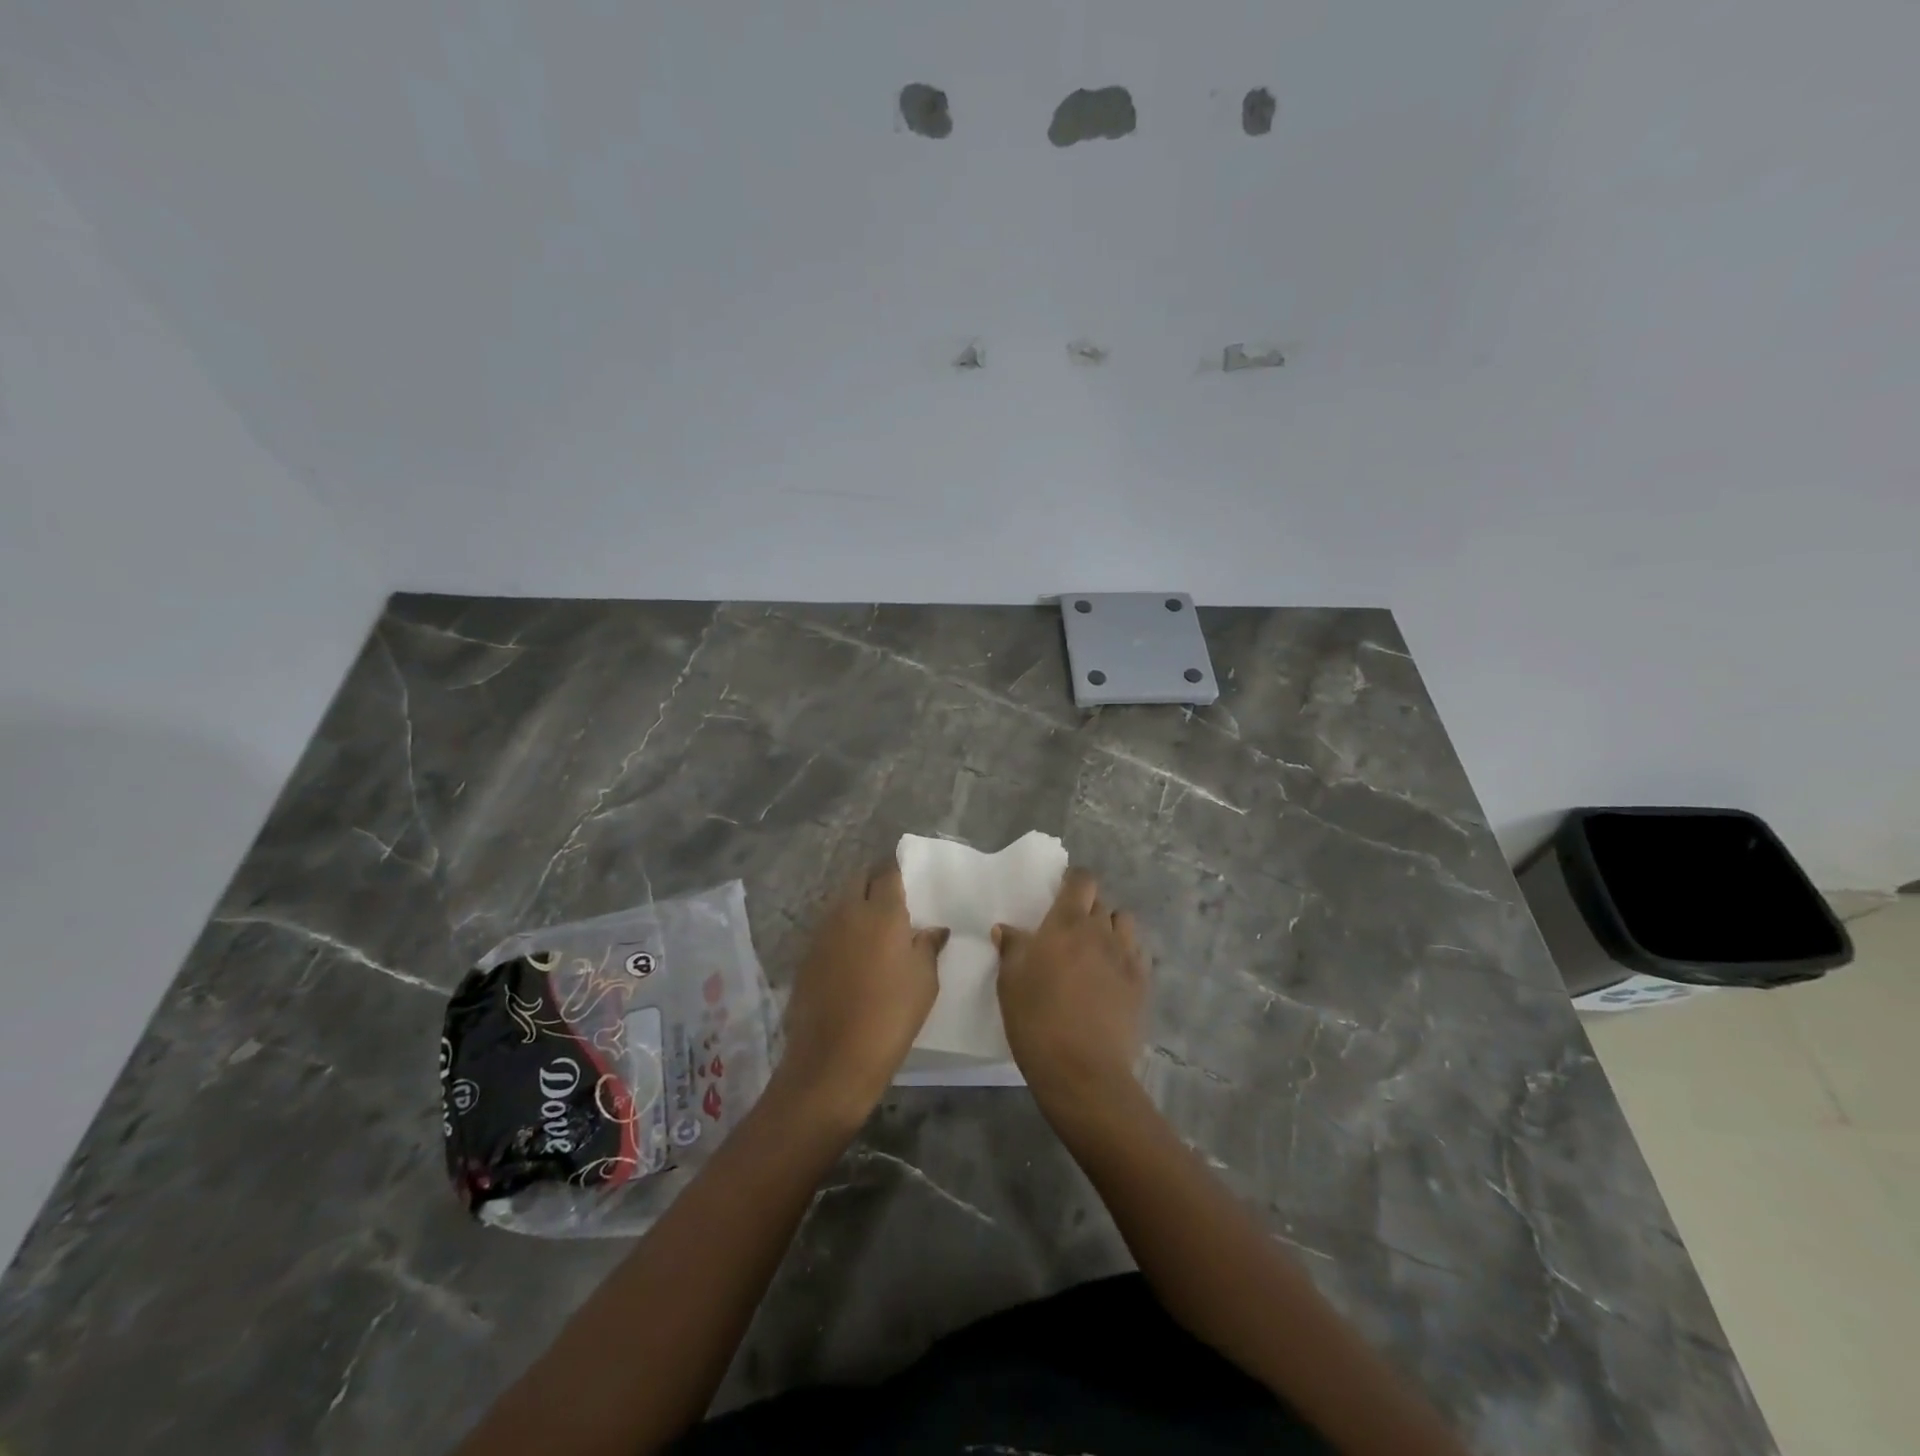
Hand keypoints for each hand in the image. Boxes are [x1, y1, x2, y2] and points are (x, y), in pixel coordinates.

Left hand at [777, 864, 947, 1124]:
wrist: (834, 1058)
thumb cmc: (891, 1016)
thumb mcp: (924, 982)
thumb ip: (928, 947)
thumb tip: (932, 929)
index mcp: (882, 913)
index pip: (888, 872)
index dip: (897, 870)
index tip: (907, 876)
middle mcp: (848, 913)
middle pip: (859, 880)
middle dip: (874, 881)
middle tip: (891, 899)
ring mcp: (822, 933)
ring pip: (840, 903)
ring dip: (856, 904)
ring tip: (873, 926)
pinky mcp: (806, 956)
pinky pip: (828, 929)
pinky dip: (841, 930)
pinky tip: (852, 953)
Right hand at [993, 868, 1147, 1109]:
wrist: (1082, 1069)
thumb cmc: (1036, 1019)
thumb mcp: (1010, 981)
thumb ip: (1012, 948)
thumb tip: (1007, 928)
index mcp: (1067, 923)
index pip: (1082, 881)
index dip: (1073, 880)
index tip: (1062, 891)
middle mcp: (1101, 931)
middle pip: (1101, 902)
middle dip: (1088, 907)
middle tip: (1071, 929)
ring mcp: (1127, 957)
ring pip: (1124, 924)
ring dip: (1111, 927)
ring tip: (1096, 948)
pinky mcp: (1143, 983)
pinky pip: (1138, 953)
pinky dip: (1126, 954)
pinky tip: (1113, 974)